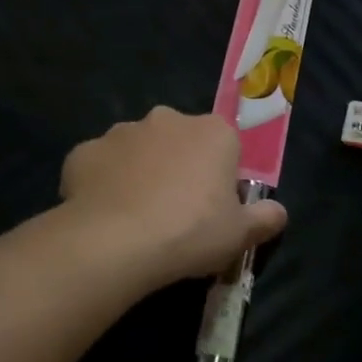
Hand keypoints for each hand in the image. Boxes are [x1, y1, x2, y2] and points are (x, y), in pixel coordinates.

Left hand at [60, 107, 287, 286]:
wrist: (114, 242)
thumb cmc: (190, 232)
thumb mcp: (240, 235)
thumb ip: (265, 219)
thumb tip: (278, 212)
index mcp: (213, 132)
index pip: (226, 146)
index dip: (221, 176)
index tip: (215, 207)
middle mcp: (167, 119)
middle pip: (180, 141)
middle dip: (179, 167)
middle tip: (177, 212)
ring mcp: (121, 132)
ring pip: (138, 150)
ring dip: (140, 172)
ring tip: (137, 216)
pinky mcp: (84, 151)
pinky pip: (100, 165)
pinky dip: (103, 183)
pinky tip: (104, 214)